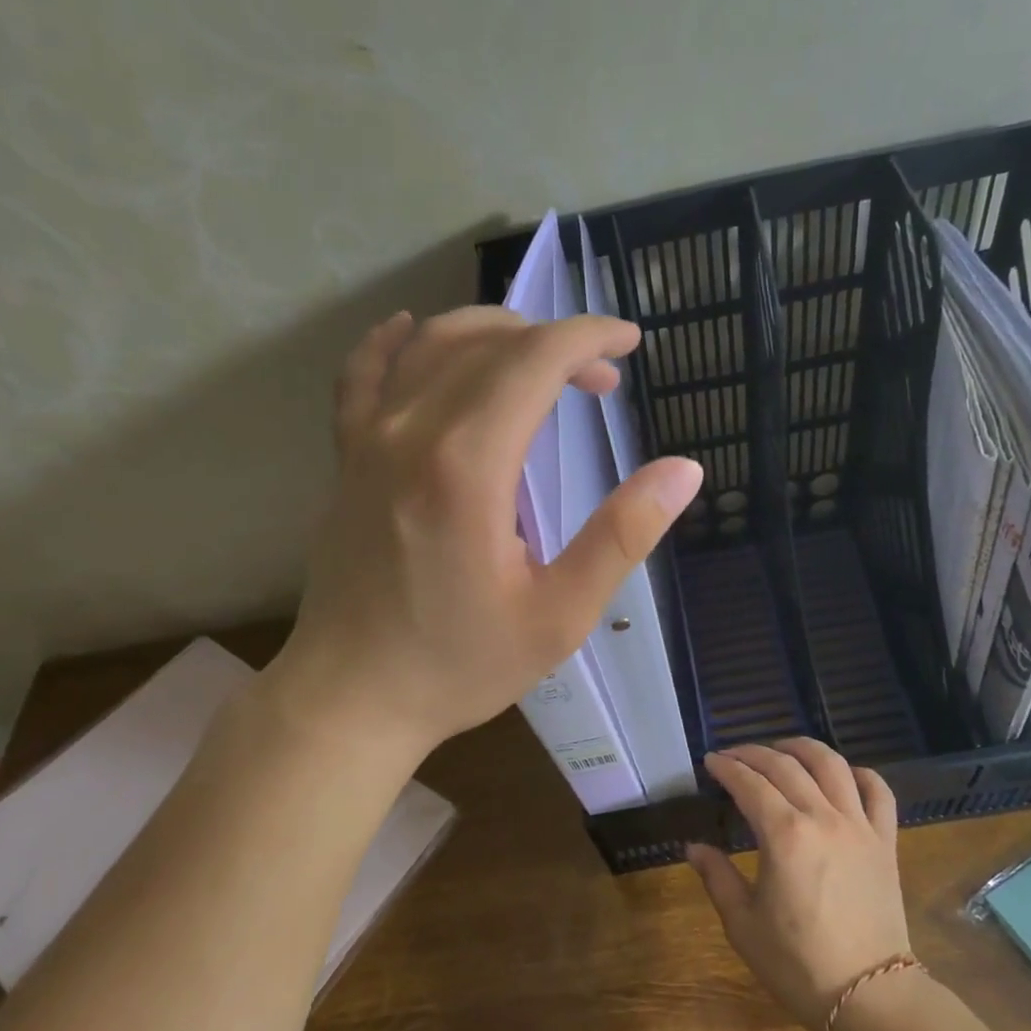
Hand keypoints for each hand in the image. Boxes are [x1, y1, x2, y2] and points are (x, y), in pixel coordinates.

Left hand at [268, 306, 704, 755]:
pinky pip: (363, 376)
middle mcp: (412, 433)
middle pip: (489, 344)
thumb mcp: (559, 615)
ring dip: (493, 334)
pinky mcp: (346, 461)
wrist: (352, 698)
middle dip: (555, 343)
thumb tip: (684, 471)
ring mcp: (368, 442)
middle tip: (601, 379)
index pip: (534, 360)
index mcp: (468, 467)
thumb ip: (622, 536)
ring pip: (429, 346)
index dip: (588, 337)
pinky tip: (414, 332)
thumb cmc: (460, 665)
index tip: (630, 344)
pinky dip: (396, 344)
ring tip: (537, 357)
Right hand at [687, 739, 911, 1030]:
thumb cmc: (798, 964)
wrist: (870, 996)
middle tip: (733, 756)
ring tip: (782, 749)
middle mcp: (822, 817)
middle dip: (753, 754)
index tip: (710, 762)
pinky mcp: (885, 841)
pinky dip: (859, 774)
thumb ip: (717, 877)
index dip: (726, 768)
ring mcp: (860, 826)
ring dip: (802, 748)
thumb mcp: (743, 924)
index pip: (749, 783)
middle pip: (785, 766)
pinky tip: (842, 775)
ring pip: (832, 765)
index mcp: (784, 835)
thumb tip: (694, 847)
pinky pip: (878, 792)